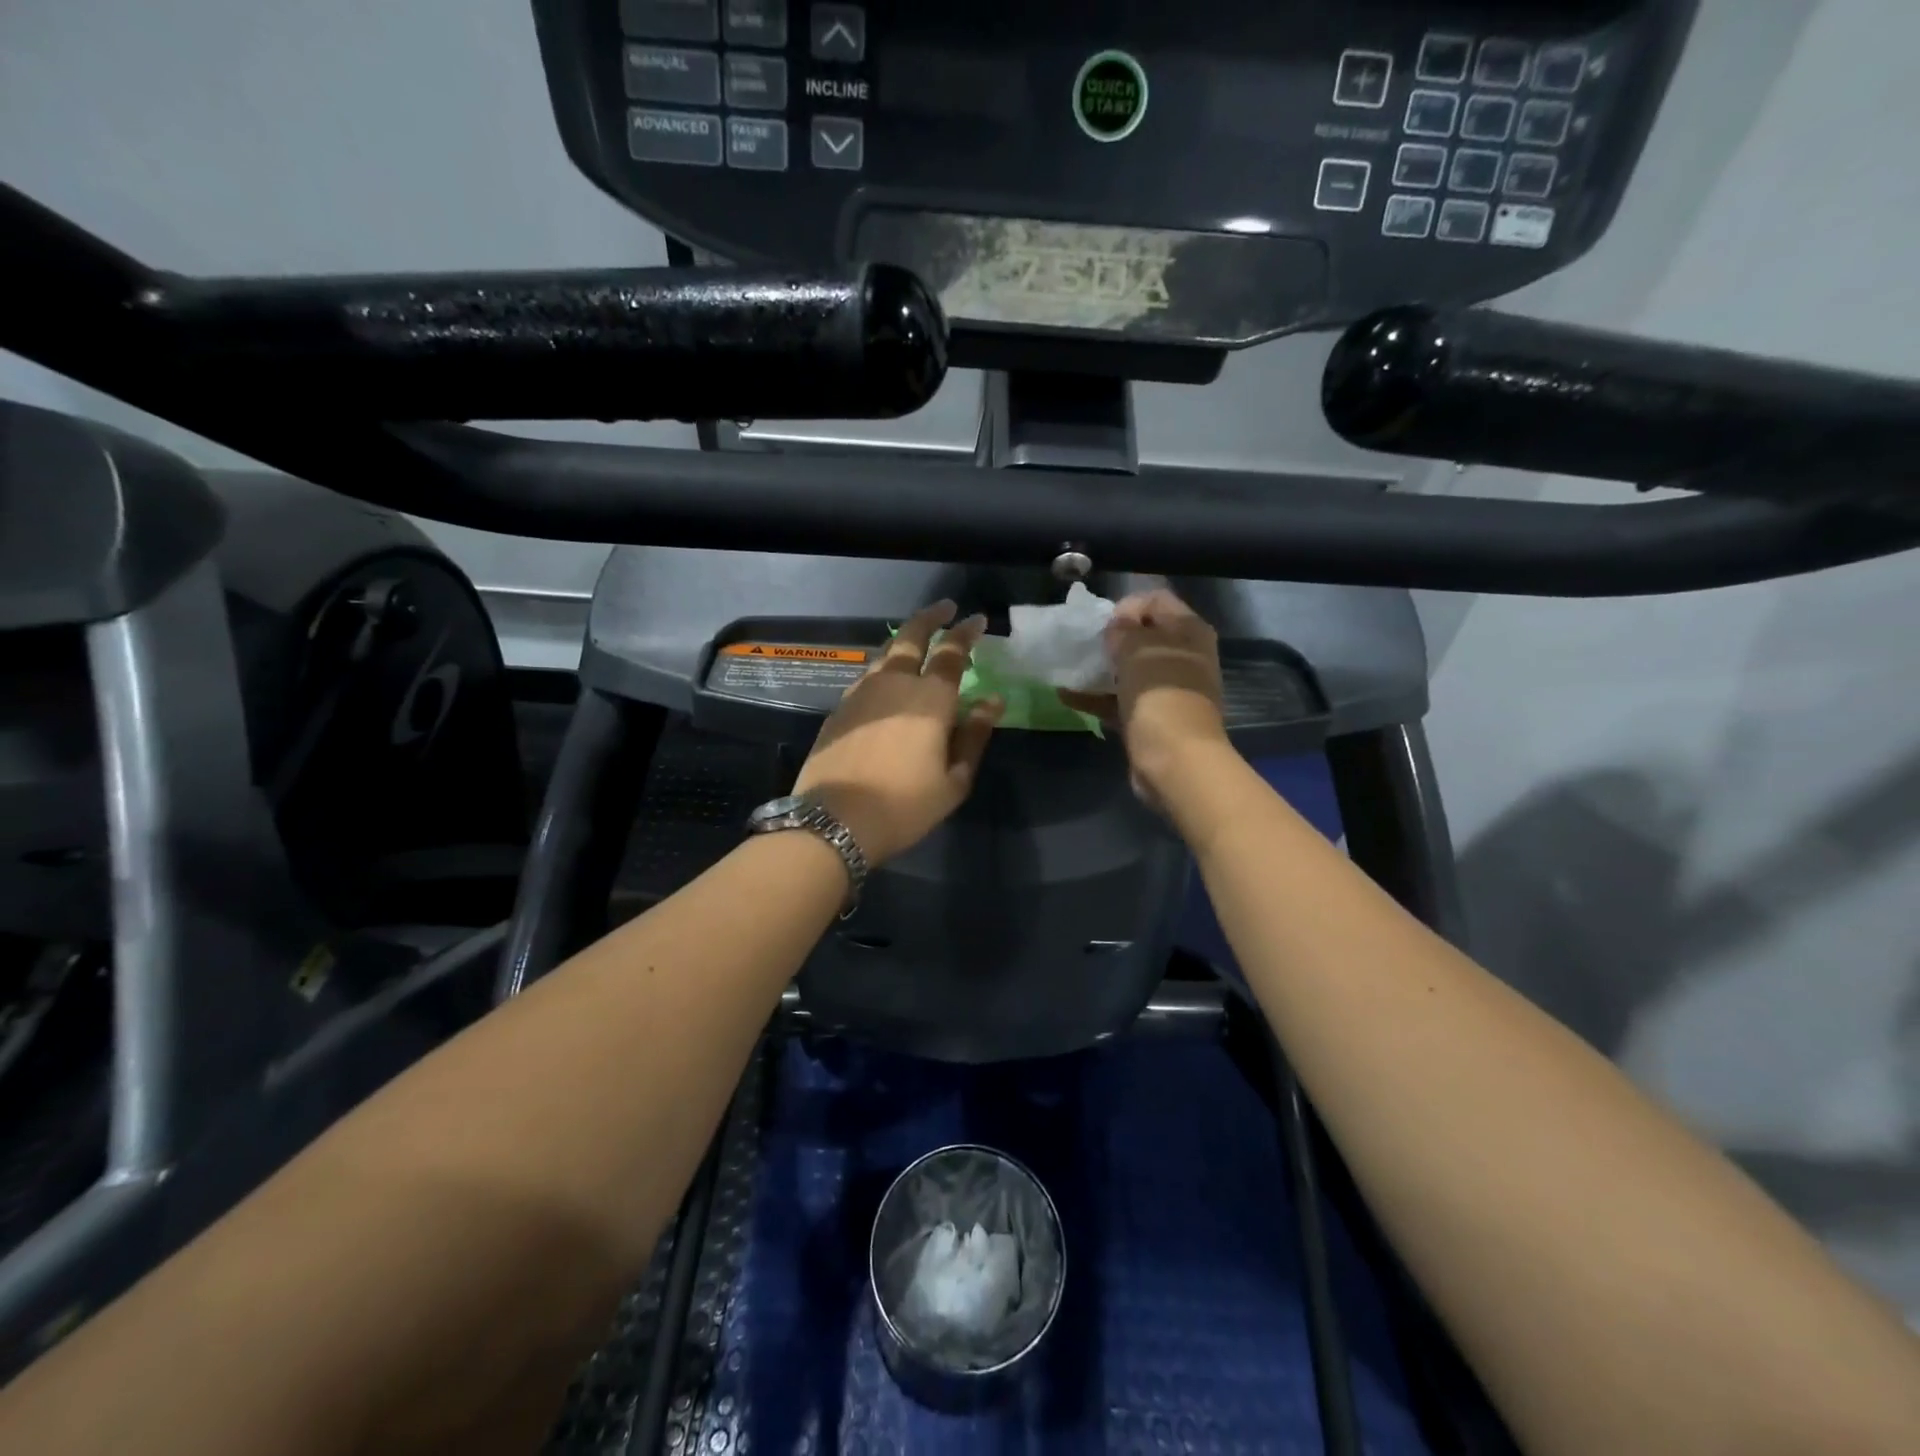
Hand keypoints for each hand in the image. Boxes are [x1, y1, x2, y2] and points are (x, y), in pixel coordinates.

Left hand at [794, 600, 1002, 863]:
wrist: (833, 822)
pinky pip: (867, 675)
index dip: (966, 632)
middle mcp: (894, 684)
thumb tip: (992, 702)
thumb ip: (974, 736)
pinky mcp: (839, 709)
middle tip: (945, 608)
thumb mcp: (954, 780)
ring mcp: (861, 693)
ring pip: (885, 653)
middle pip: (911, 636)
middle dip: (930, 617)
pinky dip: (883, 667)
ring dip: (904, 640)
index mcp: (930, 698)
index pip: (951, 652)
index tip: (977, 619)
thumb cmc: (904, 806)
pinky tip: (886, 679)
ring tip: (916, 640)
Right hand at [1061, 589, 1229, 810]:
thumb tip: (1118, 624)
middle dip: (1113, 637)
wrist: (1175, 760)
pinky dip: (1096, 697)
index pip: (1157, 601)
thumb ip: (1124, 629)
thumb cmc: (1159, 694)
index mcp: (1189, 632)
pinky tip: (1065, 696)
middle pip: (1145, 636)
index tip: (1102, 622)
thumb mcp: (1138, 648)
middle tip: (1087, 643)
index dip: (1128, 605)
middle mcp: (1183, 657)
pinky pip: (1119, 700)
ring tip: (1072, 665)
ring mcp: (1167, 690)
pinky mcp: (1151, 718)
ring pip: (1131, 670)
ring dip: (1103, 668)